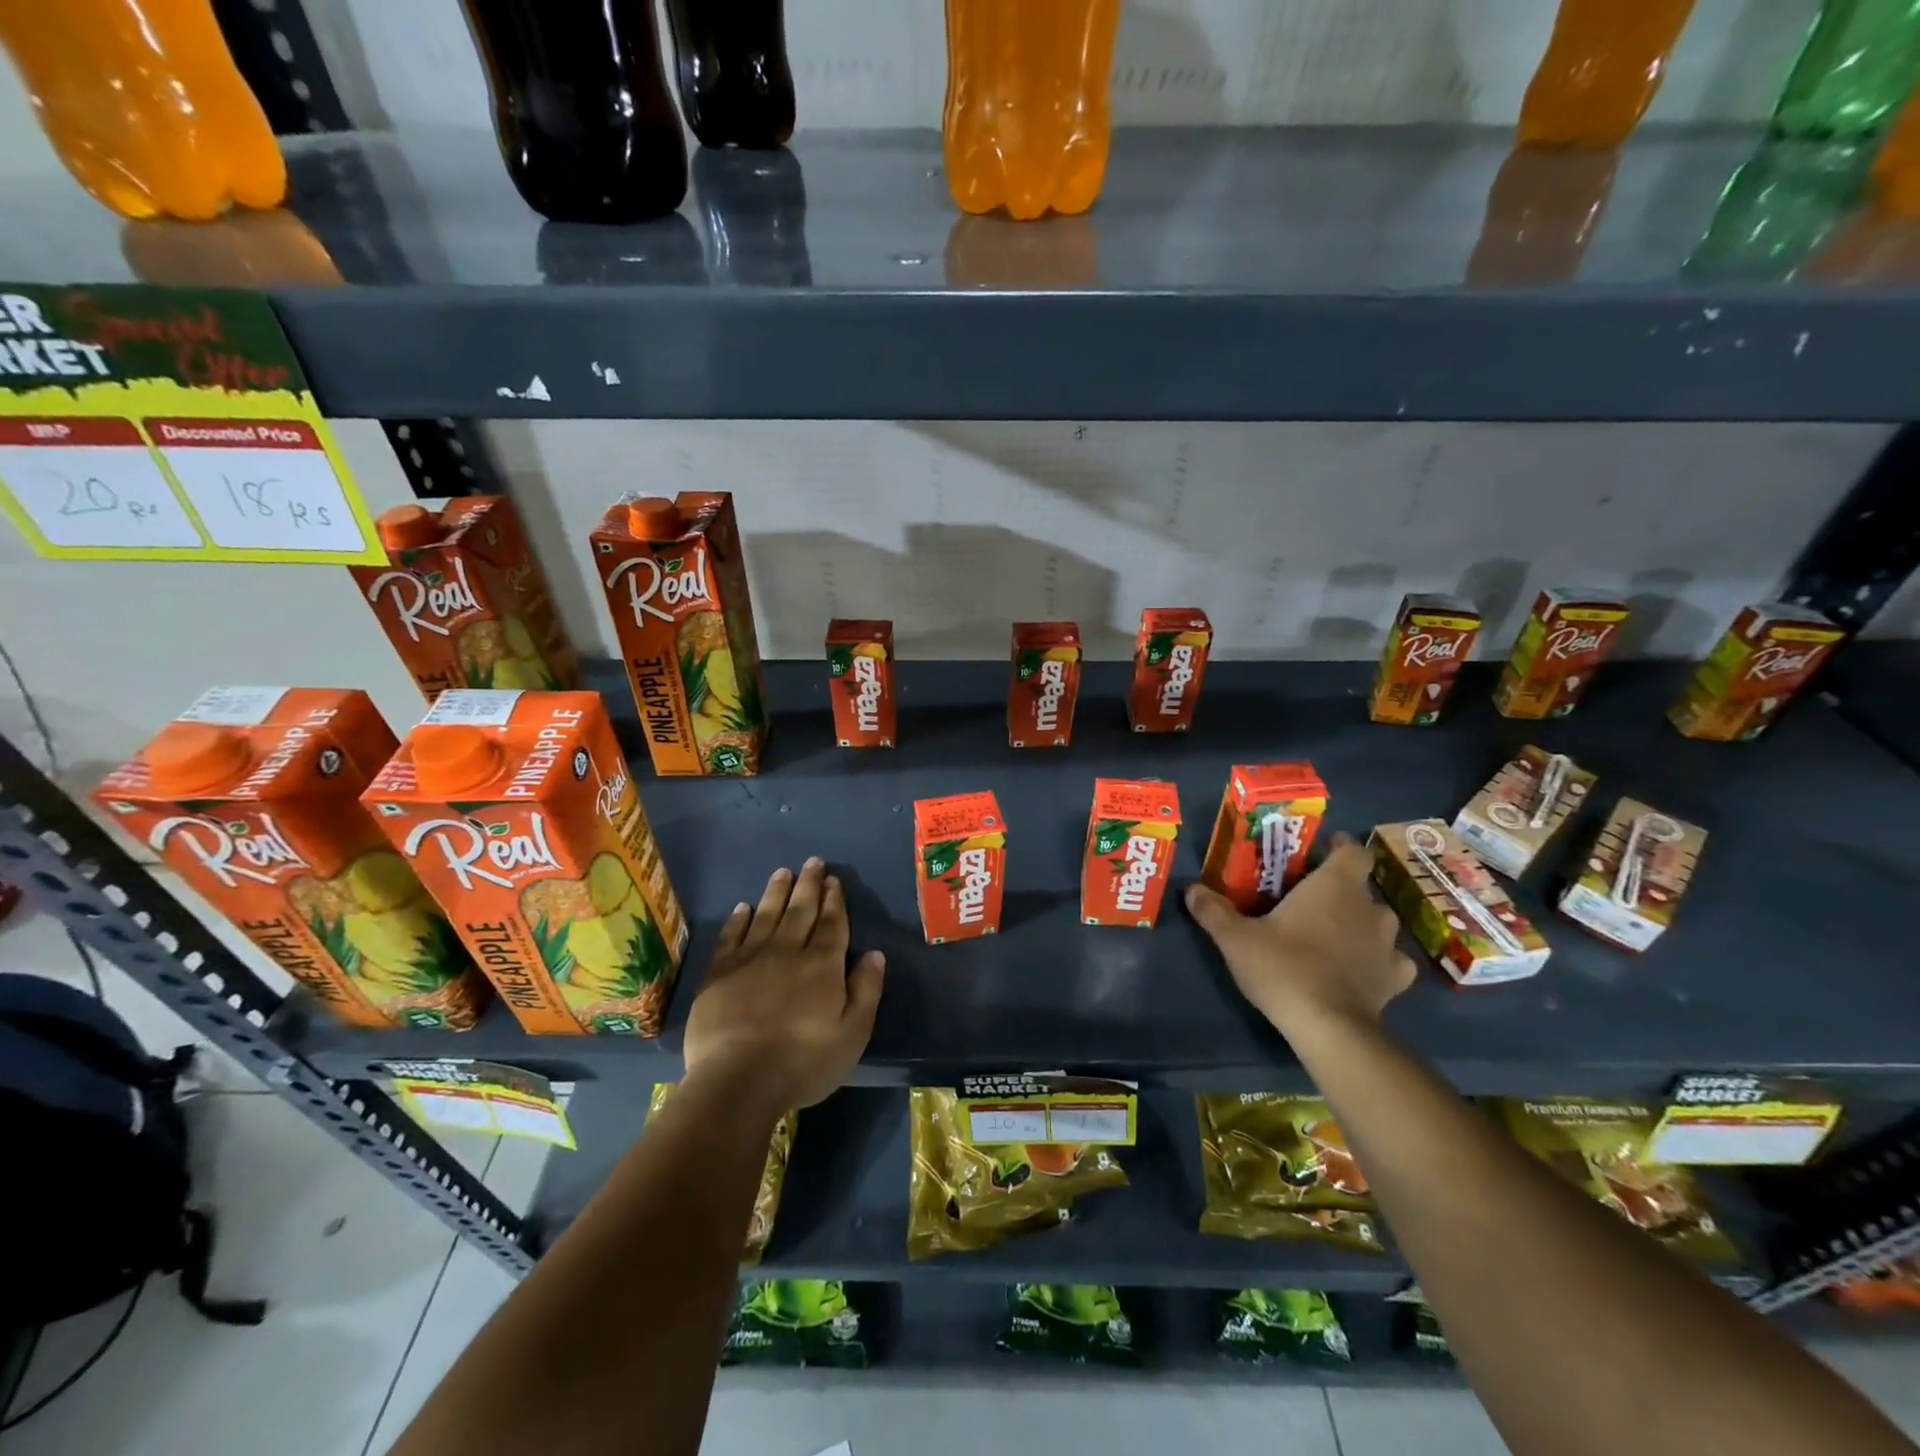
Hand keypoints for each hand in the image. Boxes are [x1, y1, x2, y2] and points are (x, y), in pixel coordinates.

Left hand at [681, 858, 885, 1117]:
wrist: (738, 1080)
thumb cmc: (803, 1062)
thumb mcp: (852, 1033)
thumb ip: (866, 990)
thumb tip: (874, 954)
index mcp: (822, 965)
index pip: (832, 924)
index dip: (834, 901)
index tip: (834, 880)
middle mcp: (788, 952)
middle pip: (801, 911)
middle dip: (809, 885)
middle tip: (813, 862)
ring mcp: (750, 960)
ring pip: (767, 916)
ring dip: (776, 892)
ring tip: (783, 872)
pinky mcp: (719, 974)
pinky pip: (731, 937)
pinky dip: (738, 920)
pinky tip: (742, 908)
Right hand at [1184, 833, 1413, 1037]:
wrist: (1328, 1026)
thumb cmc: (1283, 966)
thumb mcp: (1235, 937)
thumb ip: (1213, 910)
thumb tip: (1192, 889)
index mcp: (1335, 885)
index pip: (1353, 851)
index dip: (1340, 848)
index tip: (1320, 853)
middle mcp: (1369, 907)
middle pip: (1361, 887)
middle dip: (1341, 890)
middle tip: (1311, 901)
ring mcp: (1387, 944)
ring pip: (1378, 922)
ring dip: (1360, 924)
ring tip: (1333, 936)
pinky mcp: (1395, 979)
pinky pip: (1392, 960)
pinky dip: (1379, 961)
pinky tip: (1361, 970)